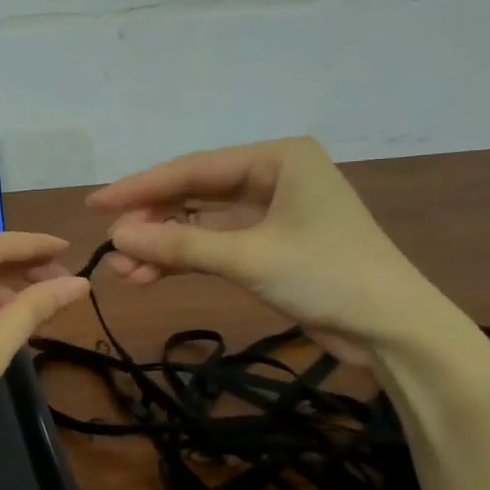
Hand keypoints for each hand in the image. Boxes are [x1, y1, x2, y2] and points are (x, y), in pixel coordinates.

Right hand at [86, 137, 462, 367]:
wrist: (393, 330)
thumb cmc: (328, 276)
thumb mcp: (248, 257)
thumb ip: (180, 245)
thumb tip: (117, 238)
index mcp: (278, 159)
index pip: (194, 169)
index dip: (141, 188)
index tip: (96, 204)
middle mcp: (273, 176)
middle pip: (195, 194)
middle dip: (152, 222)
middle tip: (111, 245)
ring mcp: (272, 212)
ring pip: (201, 223)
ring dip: (164, 247)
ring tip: (124, 271)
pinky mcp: (270, 246)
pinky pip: (216, 245)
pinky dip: (186, 261)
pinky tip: (150, 277)